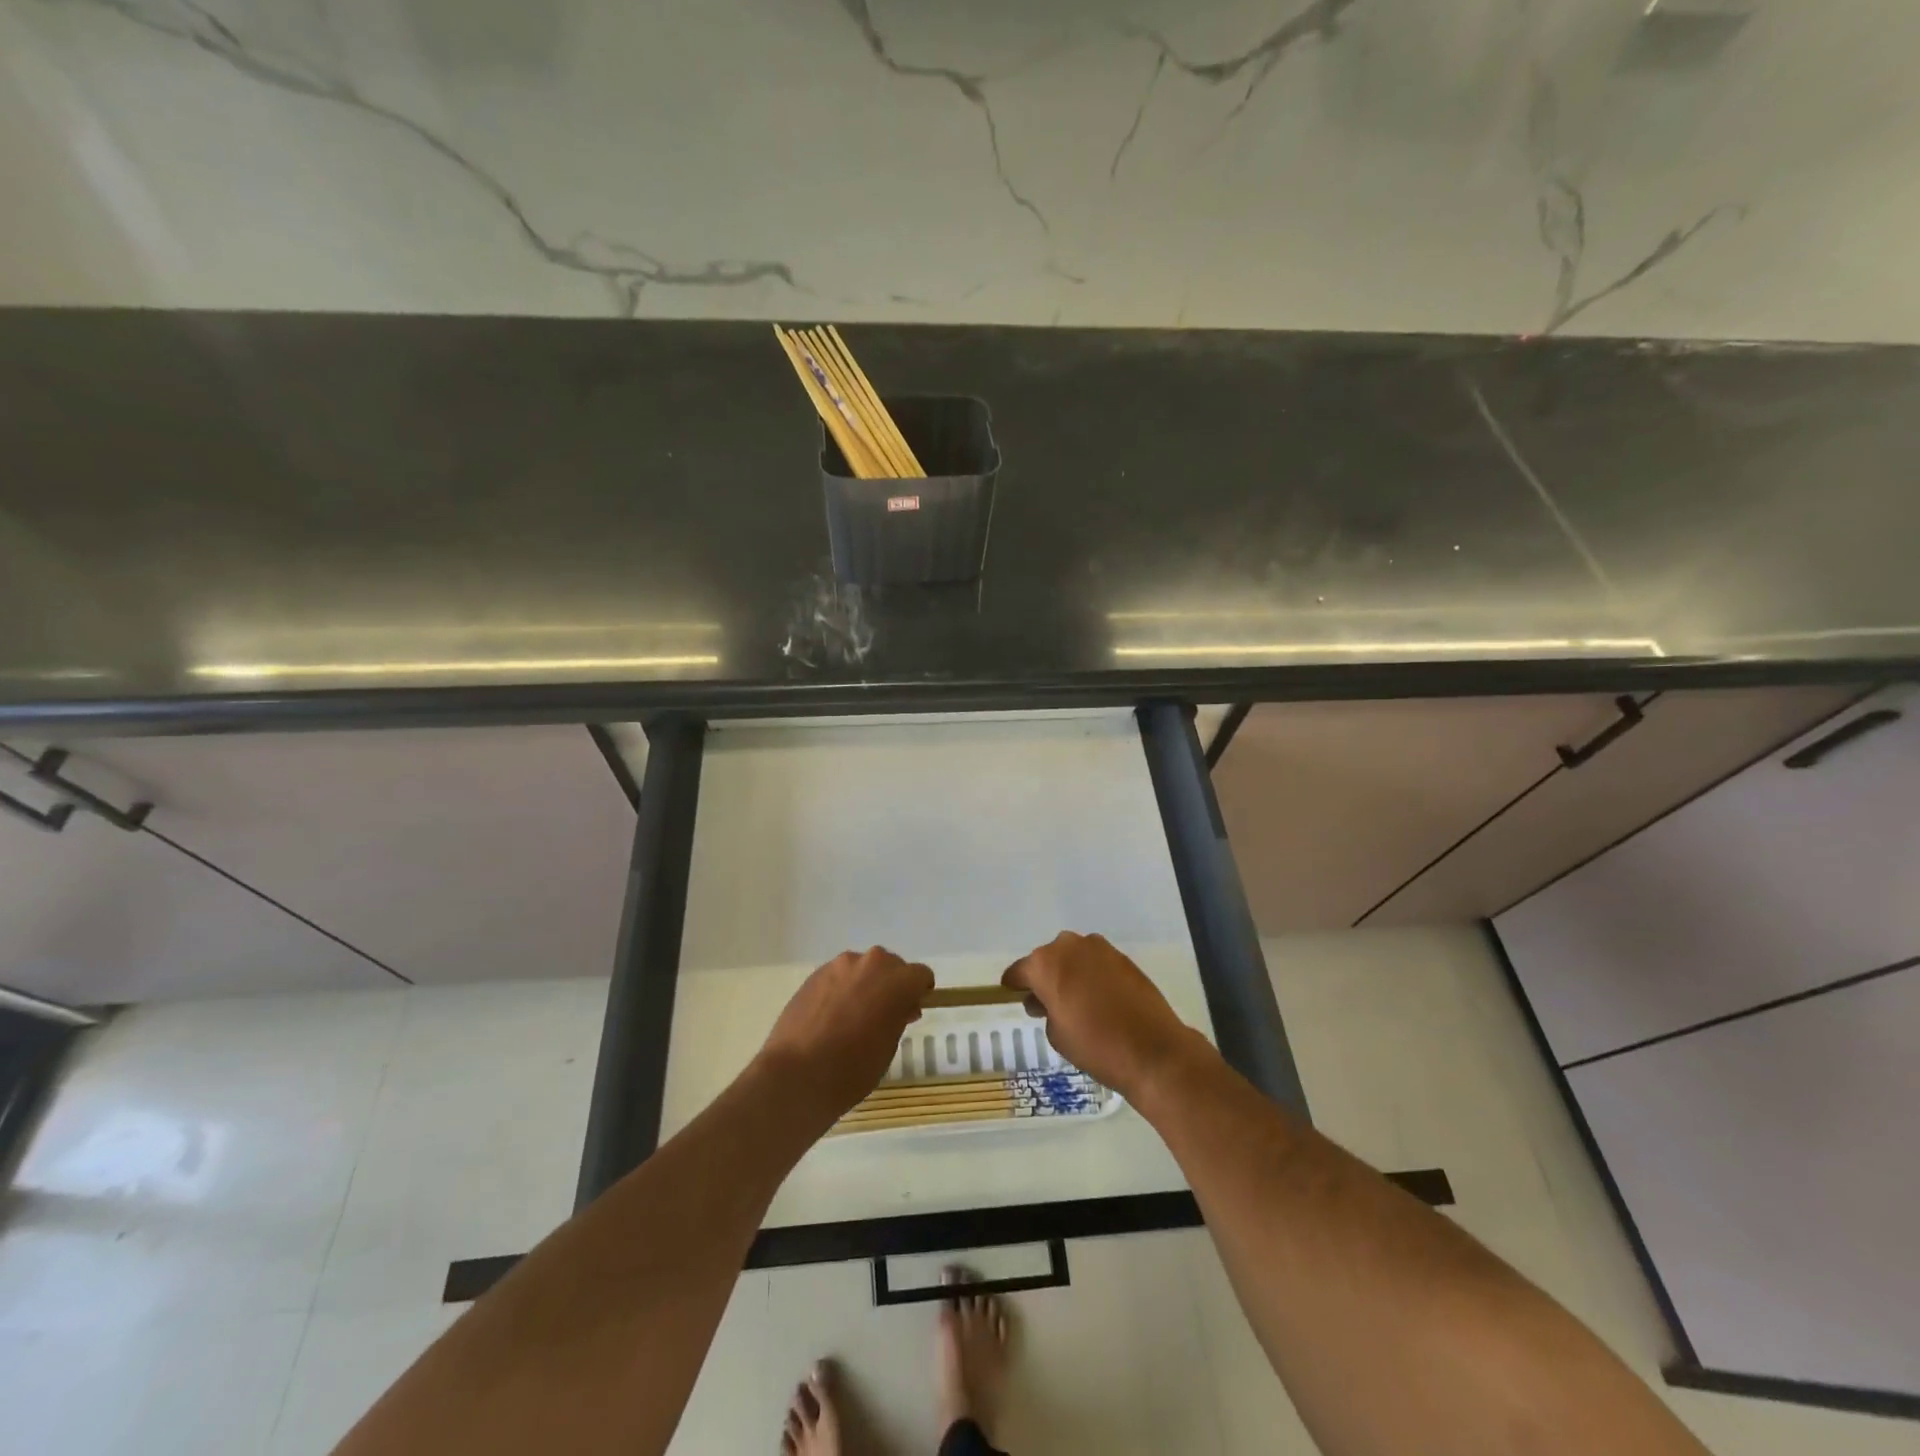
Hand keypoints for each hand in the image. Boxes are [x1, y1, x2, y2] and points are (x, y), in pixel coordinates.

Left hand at [758, 946, 933, 1117]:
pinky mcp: (815, 974)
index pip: (920, 976)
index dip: (919, 993)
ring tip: (851, 1017)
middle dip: (891, 986)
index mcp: (897, 980)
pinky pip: (838, 976)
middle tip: (882, 1016)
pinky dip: (841, 989)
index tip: (910, 1012)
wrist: (797, 1074)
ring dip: (864, 985)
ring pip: (862, 969)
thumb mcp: (888, 1046)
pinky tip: (830, 1017)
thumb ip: (898, 1017)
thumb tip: (898, 1007)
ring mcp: (839, 965)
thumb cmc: (852, 1068)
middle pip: (891, 966)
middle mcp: (871, 963)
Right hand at [1003, 932, 1204, 1100]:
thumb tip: (1047, 1000)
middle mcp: (1069, 946)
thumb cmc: (1095, 1044)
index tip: (1013, 995)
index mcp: (1045, 963)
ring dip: (1070, 973)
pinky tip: (1099, 999)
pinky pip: (1096, 963)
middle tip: (1048, 1004)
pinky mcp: (1122, 957)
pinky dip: (1092, 975)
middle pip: (1047, 960)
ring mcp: (1099, 948)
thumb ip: (1044, 1010)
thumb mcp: (1056, 1035)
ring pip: (1073, 958)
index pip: (1020, 971)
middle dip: (1045, 978)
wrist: (1152, 1049)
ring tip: (1077, 1002)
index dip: (1015, 985)